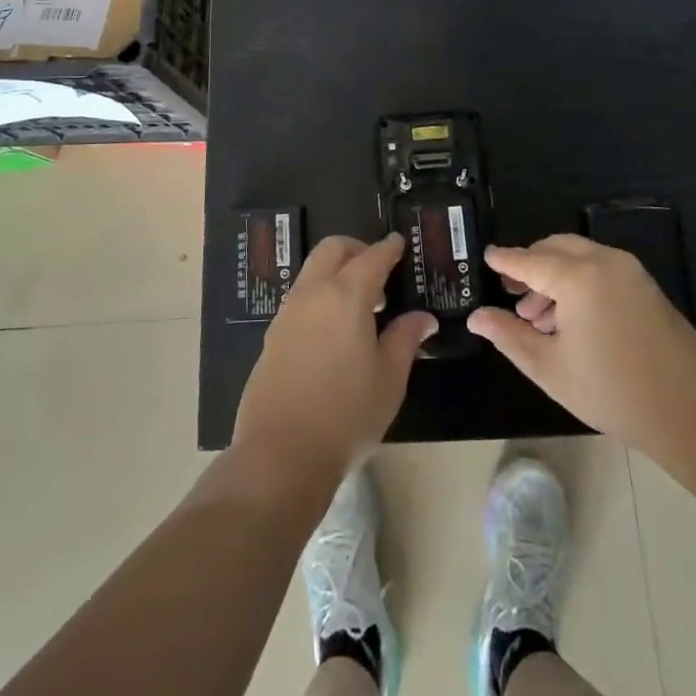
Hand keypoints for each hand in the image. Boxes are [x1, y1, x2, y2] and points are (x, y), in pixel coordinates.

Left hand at [232, 234, 437, 486]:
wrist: (281, 453)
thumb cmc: (347, 415)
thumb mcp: (389, 379)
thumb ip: (405, 339)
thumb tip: (422, 317)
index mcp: (346, 296)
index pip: (372, 257)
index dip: (388, 248)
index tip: (399, 242)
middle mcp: (313, 293)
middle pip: (333, 250)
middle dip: (357, 250)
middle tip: (380, 271)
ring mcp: (287, 313)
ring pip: (312, 271)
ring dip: (337, 272)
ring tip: (362, 306)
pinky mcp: (272, 335)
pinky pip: (301, 297)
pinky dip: (321, 295)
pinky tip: (335, 329)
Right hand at [468, 234, 695, 458]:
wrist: (690, 410)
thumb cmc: (612, 390)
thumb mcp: (549, 367)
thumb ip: (508, 335)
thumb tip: (476, 317)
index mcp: (577, 277)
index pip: (529, 260)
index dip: (504, 259)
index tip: (485, 256)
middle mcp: (604, 261)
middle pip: (555, 248)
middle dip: (530, 264)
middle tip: (510, 291)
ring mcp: (629, 271)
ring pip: (579, 256)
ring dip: (553, 274)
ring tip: (536, 316)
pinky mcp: (645, 285)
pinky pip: (600, 268)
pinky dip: (578, 280)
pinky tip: (569, 318)